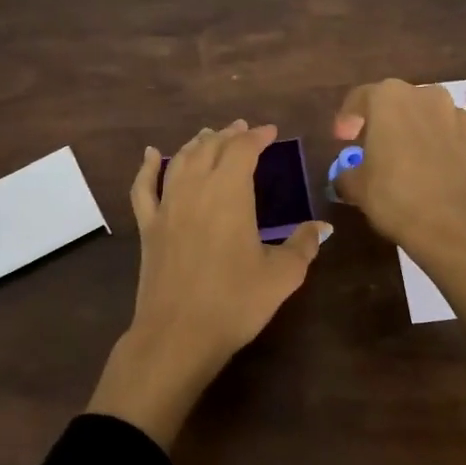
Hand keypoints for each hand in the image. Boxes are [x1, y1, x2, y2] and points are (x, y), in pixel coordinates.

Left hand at [87, 120, 329, 448]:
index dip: (257, 136)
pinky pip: (143, 187)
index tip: (271, 132)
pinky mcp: (148, 227)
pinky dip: (146, 167)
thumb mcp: (282, 276)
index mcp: (230, 193)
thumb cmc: (235, 302)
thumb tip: (322, 227)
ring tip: (209, 136)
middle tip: (243, 129)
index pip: (243, 150)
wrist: (178, 334)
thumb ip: (303, 245)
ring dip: (197, 144)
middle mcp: (195, 189)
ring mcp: (167, 207)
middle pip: (211, 148)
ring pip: (179, 160)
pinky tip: (149, 155)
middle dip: (229, 135)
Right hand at [332, 79, 465, 265]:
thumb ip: (347, 175)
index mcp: (390, 98)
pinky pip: (452, 140)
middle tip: (374, 149)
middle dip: (385, 123)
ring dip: (416, 134)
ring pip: (429, 119)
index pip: (361, 98)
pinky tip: (434, 176)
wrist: (457, 223)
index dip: (348, 118)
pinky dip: (440, 150)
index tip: (342, 139)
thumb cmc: (396, 195)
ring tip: (407, 163)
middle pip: (399, 104)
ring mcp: (458, 117)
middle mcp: (427, 97)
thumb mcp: (358, 188)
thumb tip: (346, 178)